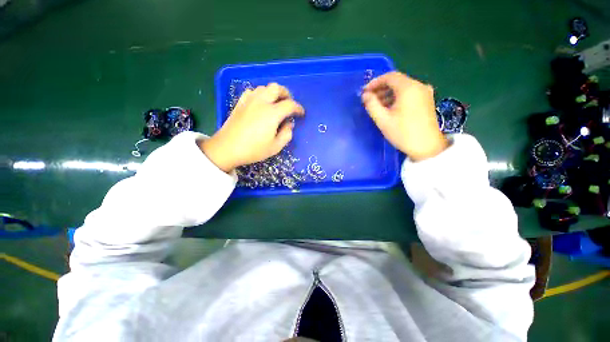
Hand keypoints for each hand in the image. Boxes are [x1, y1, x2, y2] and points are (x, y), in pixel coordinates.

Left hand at [200, 83, 304, 172]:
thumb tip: (289, 124)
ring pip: (264, 88)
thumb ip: (287, 134)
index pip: (290, 105)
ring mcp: (249, 101)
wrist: (227, 148)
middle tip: (289, 104)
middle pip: (276, 88)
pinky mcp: (240, 103)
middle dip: (286, 94)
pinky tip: (260, 103)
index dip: (298, 108)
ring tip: (275, 104)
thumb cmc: (254, 149)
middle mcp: (261, 102)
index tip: (301, 113)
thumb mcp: (276, 147)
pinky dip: (260, 95)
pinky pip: (252, 92)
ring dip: (273, 93)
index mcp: (272, 113)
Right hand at [362, 72, 448, 161]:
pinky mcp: (427, 101)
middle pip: (397, 81)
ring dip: (388, 94)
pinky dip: (397, 97)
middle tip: (369, 98)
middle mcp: (419, 86)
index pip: (390, 76)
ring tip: (377, 105)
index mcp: (408, 88)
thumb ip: (372, 105)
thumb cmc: (403, 133)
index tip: (365, 91)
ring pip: (403, 88)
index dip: (375, 82)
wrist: (426, 147)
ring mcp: (425, 93)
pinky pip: (409, 94)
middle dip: (381, 88)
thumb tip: (365, 95)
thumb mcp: (383, 119)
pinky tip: (389, 108)